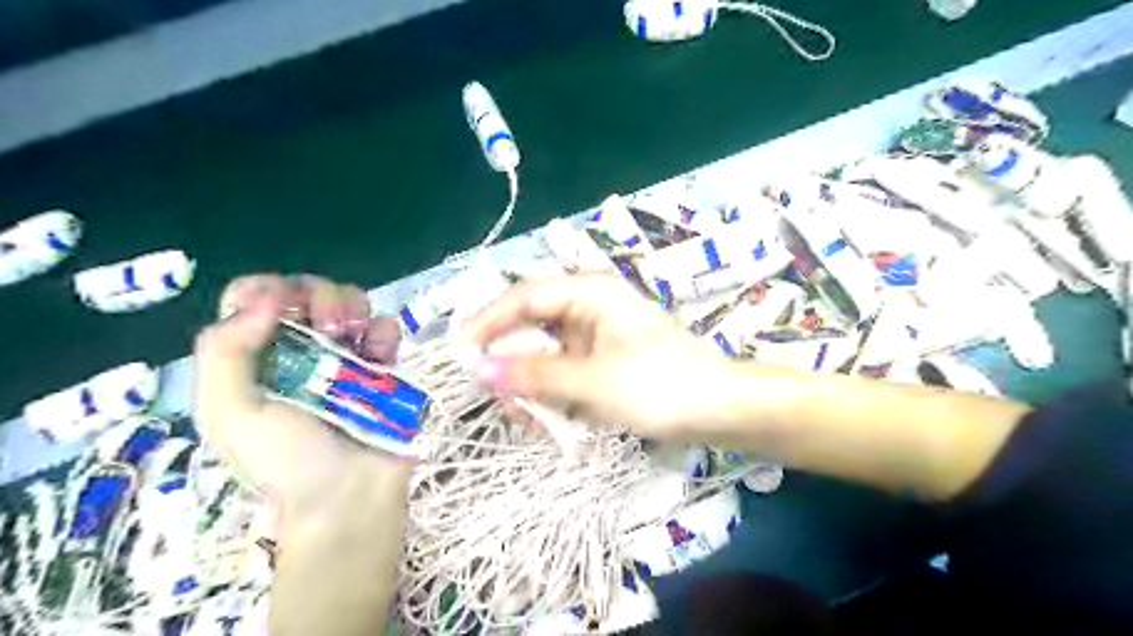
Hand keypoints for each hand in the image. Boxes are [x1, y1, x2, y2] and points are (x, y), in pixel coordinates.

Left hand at [195, 276, 406, 529]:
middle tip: (327, 327)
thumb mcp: (230, 413)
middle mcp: (298, 349)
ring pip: (350, 302)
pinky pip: (385, 328)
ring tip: (353, 338)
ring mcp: (345, 355)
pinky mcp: (383, 365)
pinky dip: (384, 331)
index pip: (251, 296)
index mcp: (254, 356)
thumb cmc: (285, 459)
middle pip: (307, 291)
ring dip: (353, 308)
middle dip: (319, 296)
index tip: (283, 309)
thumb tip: (268, 300)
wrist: (349, 495)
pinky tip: (381, 353)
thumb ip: (225, 351)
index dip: (268, 290)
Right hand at [461, 275, 745, 439]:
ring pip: (547, 355)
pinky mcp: (605, 363)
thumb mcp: (592, 382)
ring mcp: (597, 337)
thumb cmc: (660, 385)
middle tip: (495, 397)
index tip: (459, 353)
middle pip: (532, 327)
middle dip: (512, 363)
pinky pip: (565, 373)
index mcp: (590, 293)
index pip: (524, 297)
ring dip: (532, 386)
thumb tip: (477, 369)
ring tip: (527, 420)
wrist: (721, 411)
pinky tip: (550, 421)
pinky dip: (553, 396)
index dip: (488, 322)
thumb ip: (534, 375)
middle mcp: (590, 308)